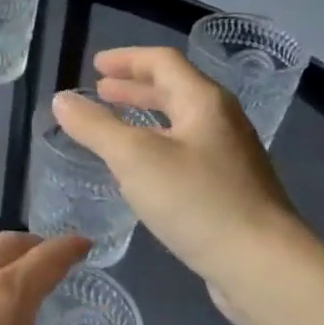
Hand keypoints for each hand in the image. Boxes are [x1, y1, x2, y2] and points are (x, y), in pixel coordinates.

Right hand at [51, 47, 303, 301]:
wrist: (262, 265)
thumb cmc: (197, 200)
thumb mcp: (134, 158)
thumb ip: (95, 126)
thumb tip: (61, 100)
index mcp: (204, 102)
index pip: (163, 62)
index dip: (127, 59)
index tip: (95, 65)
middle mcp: (221, 122)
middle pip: (175, 90)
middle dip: (134, 88)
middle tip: (100, 91)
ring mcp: (229, 158)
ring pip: (180, 124)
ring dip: (144, 118)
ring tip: (113, 126)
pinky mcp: (229, 190)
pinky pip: (185, 153)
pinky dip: (156, 147)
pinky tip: (139, 172)